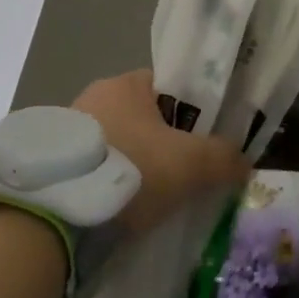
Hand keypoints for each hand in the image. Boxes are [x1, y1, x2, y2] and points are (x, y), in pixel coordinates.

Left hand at [72, 70, 248, 233]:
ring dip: (137, 166)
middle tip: (185, 174)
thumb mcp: (192, 163)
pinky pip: (96, 169)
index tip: (203, 141)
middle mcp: (92, 98)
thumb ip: (224, 157)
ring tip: (154, 199)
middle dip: (165, 143)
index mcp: (125, 84)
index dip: (192, 111)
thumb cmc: (133, 169)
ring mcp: (67, 132)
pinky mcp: (54, 165)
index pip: (168, 87)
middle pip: (145, 118)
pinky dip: (112, 184)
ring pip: (120, 145)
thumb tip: (244, 162)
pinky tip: (124, 209)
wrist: (59, 213)